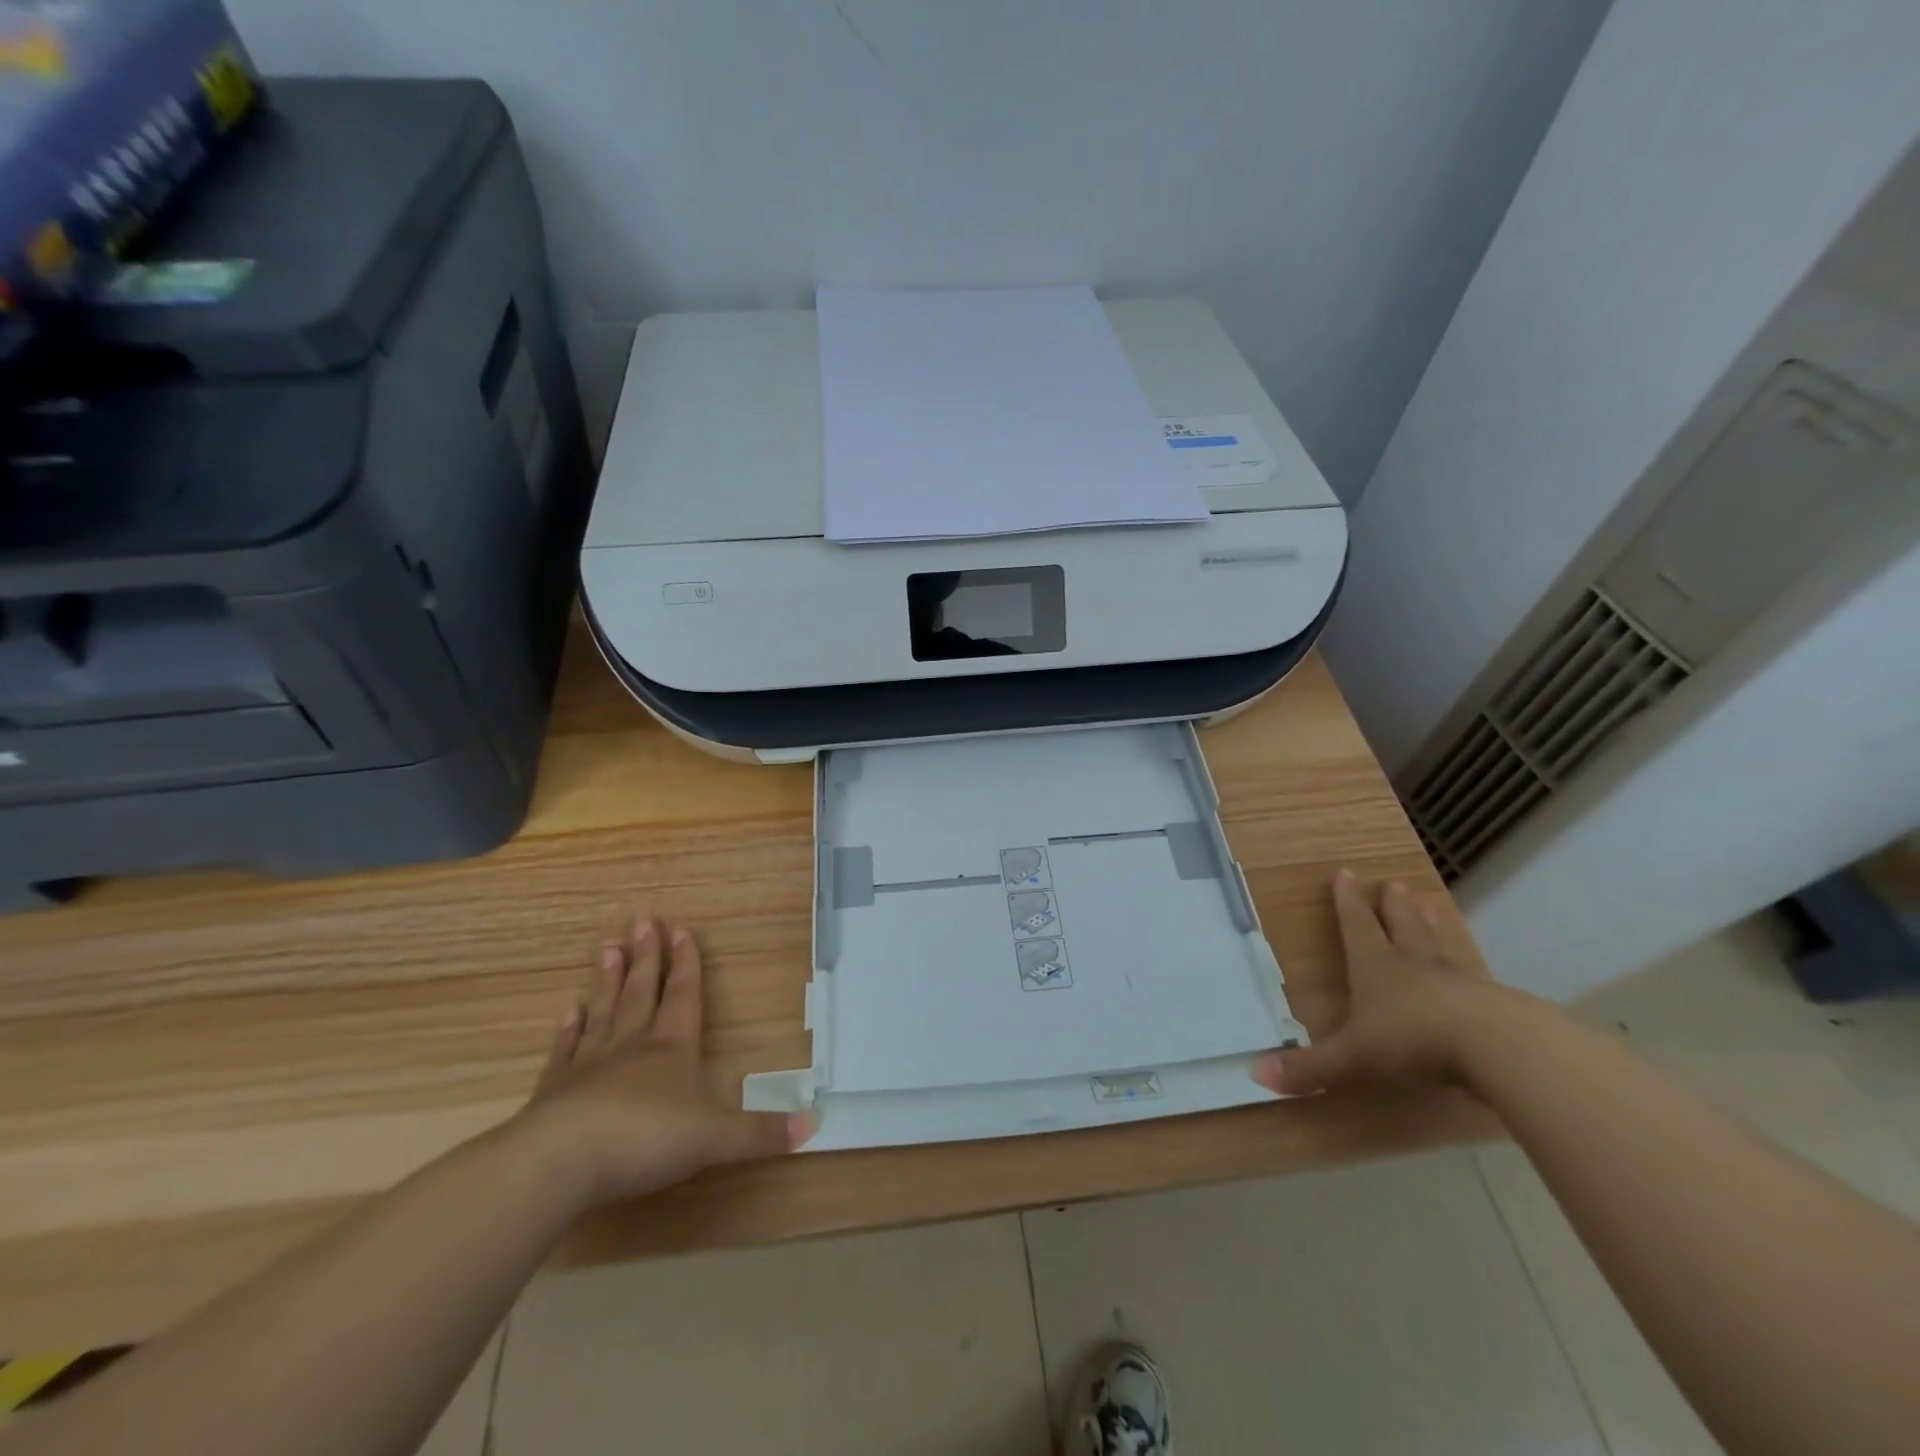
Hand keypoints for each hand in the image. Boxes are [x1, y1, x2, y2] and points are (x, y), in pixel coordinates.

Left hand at [510, 914, 809, 1211]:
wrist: (559, 1163)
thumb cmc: (645, 1139)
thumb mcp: (714, 1138)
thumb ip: (760, 1132)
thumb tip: (813, 1125)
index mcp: (673, 1048)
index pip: (684, 996)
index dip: (687, 964)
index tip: (682, 929)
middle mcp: (633, 1046)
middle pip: (643, 992)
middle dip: (647, 957)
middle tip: (641, 921)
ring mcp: (590, 1065)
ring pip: (604, 1012)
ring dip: (608, 981)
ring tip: (607, 948)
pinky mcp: (555, 1091)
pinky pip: (565, 1051)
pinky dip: (568, 1030)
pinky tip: (568, 1011)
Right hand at [1253, 869, 1503, 1095]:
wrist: (1495, 1048)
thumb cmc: (1411, 1041)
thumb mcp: (1352, 1058)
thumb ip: (1309, 1068)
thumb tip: (1257, 1073)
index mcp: (1375, 967)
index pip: (1356, 926)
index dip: (1348, 901)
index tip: (1345, 873)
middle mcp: (1413, 965)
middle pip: (1401, 927)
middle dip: (1393, 906)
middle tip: (1393, 884)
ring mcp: (1456, 981)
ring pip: (1438, 943)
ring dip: (1430, 923)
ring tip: (1429, 902)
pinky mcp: (1492, 1003)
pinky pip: (1474, 976)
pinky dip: (1468, 966)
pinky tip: (1474, 970)